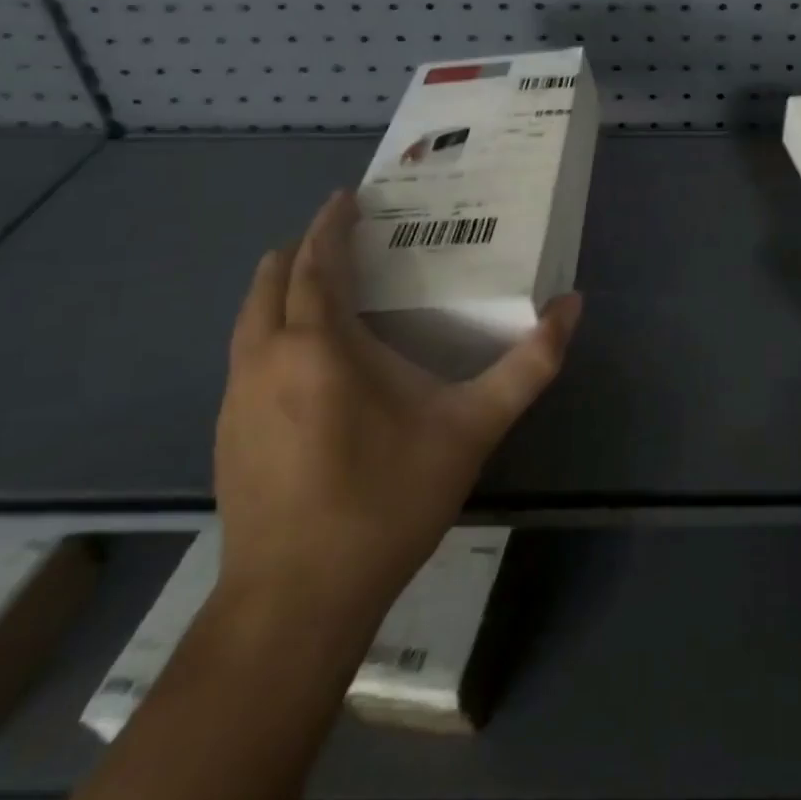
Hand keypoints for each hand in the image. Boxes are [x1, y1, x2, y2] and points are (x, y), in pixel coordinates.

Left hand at [214, 190, 580, 627]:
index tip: (350, 197)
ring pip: (250, 318)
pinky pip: (246, 354)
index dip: (331, 223)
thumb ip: (528, 365)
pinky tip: (306, 359)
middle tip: (346, 237)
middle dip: (305, 249)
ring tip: (325, 285)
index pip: (317, 260)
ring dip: (282, 288)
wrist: (296, 602)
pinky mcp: (227, 434)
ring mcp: (237, 398)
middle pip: (271, 279)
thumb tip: (572, 306)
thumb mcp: (472, 428)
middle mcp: (266, 358)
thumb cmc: (386, 500)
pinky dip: (271, 328)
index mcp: (319, 344)